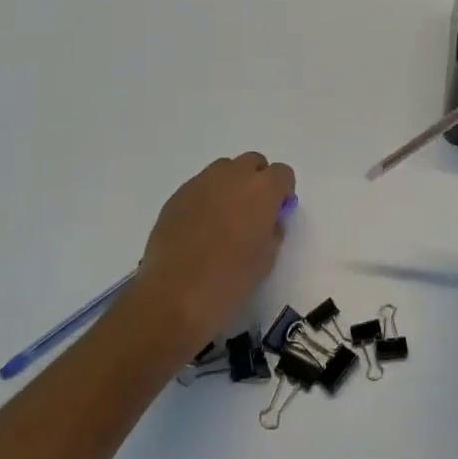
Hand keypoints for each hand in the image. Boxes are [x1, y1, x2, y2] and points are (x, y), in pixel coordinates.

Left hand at [131, 152, 296, 349]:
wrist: (174, 296)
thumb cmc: (230, 280)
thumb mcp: (267, 258)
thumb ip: (273, 229)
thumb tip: (268, 219)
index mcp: (262, 189)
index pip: (283, 173)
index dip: (283, 191)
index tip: (277, 213)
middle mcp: (233, 176)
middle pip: (253, 162)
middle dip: (257, 180)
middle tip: (252, 212)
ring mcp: (200, 183)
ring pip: (224, 169)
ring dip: (231, 185)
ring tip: (224, 218)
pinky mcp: (176, 196)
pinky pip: (199, 186)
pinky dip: (206, 198)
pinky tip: (200, 228)